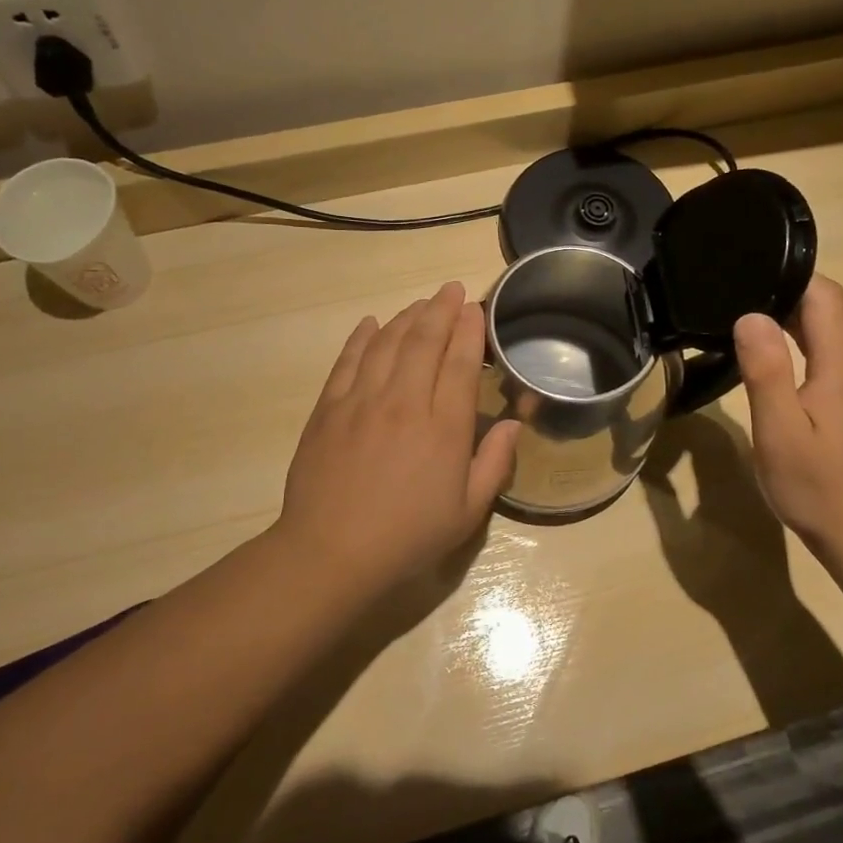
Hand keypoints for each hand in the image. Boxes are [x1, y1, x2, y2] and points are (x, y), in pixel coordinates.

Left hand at [275, 281, 519, 598]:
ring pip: (387, 343)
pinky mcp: (329, 409)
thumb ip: (495, 464)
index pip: (460, 363)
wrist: (331, 552)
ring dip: (406, 317)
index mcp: (443, 427)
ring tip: (420, 304)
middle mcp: (404, 402)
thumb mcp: (467, 512)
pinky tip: (371, 323)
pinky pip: (348, 361)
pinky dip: (362, 337)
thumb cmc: (408, 536)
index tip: (475, 309)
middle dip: (441, 310)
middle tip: (451, 290)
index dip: (469, 330)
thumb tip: (513, 424)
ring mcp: (362, 401)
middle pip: (424, 341)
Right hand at [733, 275, 842, 564]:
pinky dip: (803, 354)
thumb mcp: (779, 429)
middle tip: (731, 306)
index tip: (745, 278)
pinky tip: (774, 373)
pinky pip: (832, 362)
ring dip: (791, 328)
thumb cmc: (820, 485)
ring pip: (830, 338)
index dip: (788, 277)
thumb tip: (750, 315)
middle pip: (827, 312)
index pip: (824, 294)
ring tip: (744, 334)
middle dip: (783, 300)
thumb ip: (765, 369)